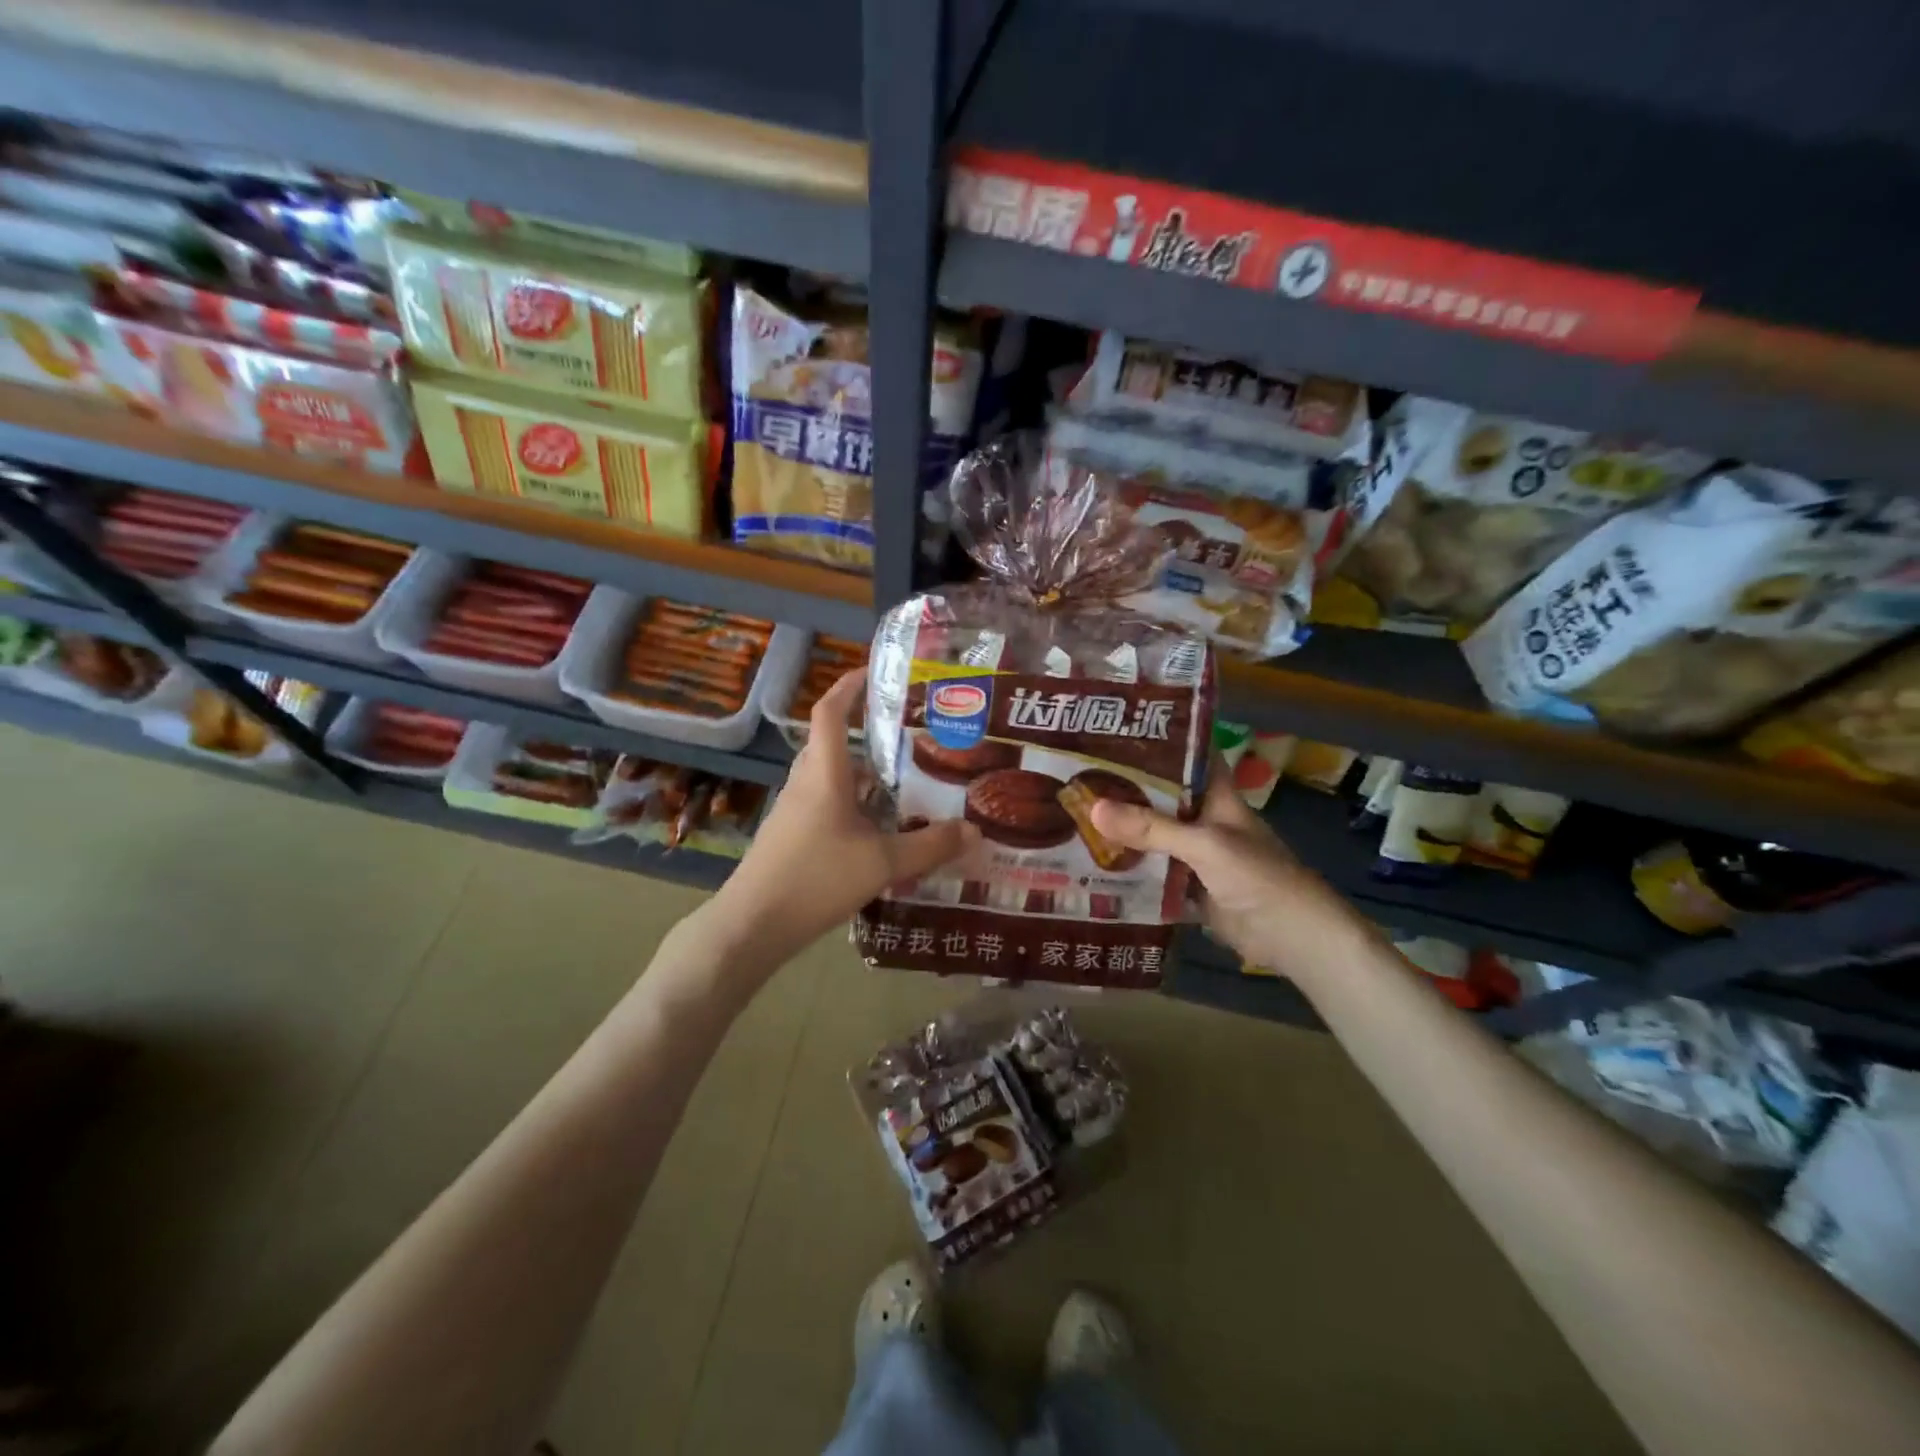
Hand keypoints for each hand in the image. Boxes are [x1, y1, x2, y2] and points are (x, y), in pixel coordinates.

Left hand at [711, 668, 978, 966]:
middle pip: (831, 743)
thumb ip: (930, 846)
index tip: (874, 671)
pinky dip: (852, 803)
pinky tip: (877, 828)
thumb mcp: (882, 863)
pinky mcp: (791, 837)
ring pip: (830, 777)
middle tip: (906, 732)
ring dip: (860, 773)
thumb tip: (974, 830)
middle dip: (864, 731)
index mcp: (824, 774)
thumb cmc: (816, 879)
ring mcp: (794, 811)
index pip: (830, 712)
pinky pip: (825, 804)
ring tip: (901, 779)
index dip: (849, 686)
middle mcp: (806, 784)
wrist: (753, 925)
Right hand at [1089, 766, 1362, 981]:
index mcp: (1218, 798)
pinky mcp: (1190, 890)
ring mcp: (1197, 858)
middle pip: (1163, 799)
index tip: (1120, 730)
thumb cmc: (1258, 876)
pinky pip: (1153, 876)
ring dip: (1124, 833)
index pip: (1191, 758)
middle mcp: (1205, 822)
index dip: (1162, 742)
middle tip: (1079, 775)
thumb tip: (1092, 807)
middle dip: (1128, 789)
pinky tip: (1093, 865)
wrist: (1292, 939)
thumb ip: (1152, 828)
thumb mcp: (1204, 844)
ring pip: (1154, 839)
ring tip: (1075, 815)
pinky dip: (1130, 873)